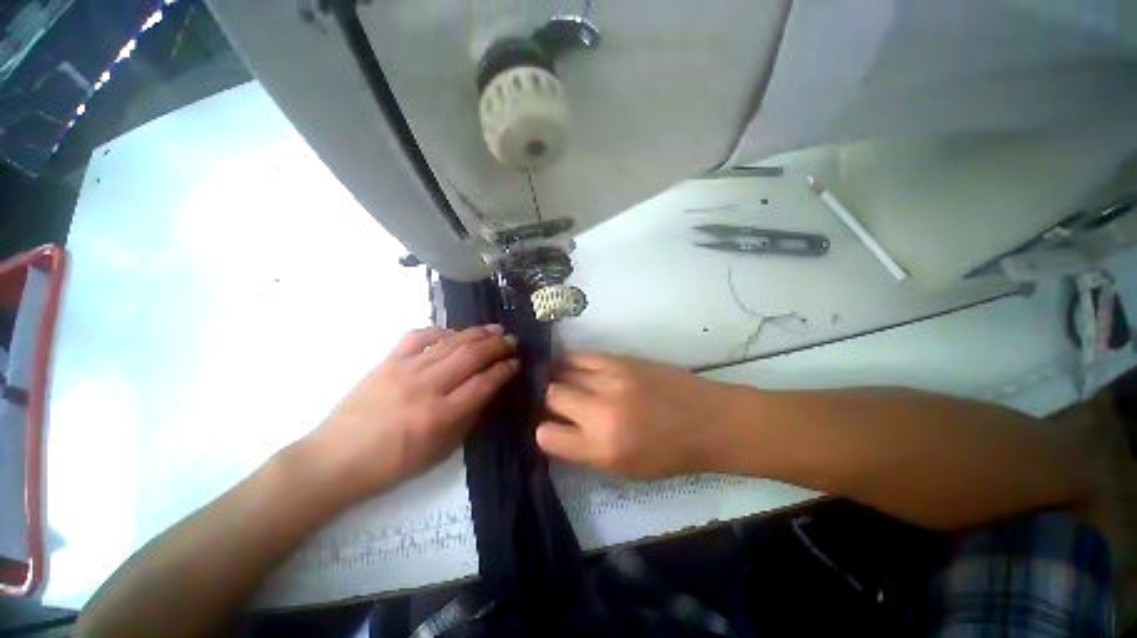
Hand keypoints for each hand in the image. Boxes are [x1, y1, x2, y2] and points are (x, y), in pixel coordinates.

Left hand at [304, 325, 517, 502]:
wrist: (333, 460)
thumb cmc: (391, 465)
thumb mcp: (439, 453)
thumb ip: (467, 420)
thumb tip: (488, 392)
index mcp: (440, 415)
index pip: (483, 383)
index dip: (505, 370)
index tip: (517, 363)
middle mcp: (426, 387)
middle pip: (471, 356)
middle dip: (497, 345)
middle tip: (513, 340)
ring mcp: (404, 370)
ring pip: (450, 343)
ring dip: (477, 333)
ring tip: (494, 329)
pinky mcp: (387, 361)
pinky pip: (418, 337)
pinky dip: (440, 331)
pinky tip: (453, 333)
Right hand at [537, 353, 740, 478]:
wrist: (708, 420)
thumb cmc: (669, 454)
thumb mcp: (624, 470)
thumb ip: (583, 451)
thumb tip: (555, 430)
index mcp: (602, 448)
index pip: (547, 435)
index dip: (543, 431)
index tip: (549, 427)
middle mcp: (601, 411)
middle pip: (551, 395)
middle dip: (548, 400)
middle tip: (557, 403)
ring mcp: (611, 380)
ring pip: (563, 371)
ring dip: (557, 378)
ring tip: (562, 382)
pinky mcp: (621, 359)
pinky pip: (581, 355)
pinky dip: (571, 362)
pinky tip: (574, 367)